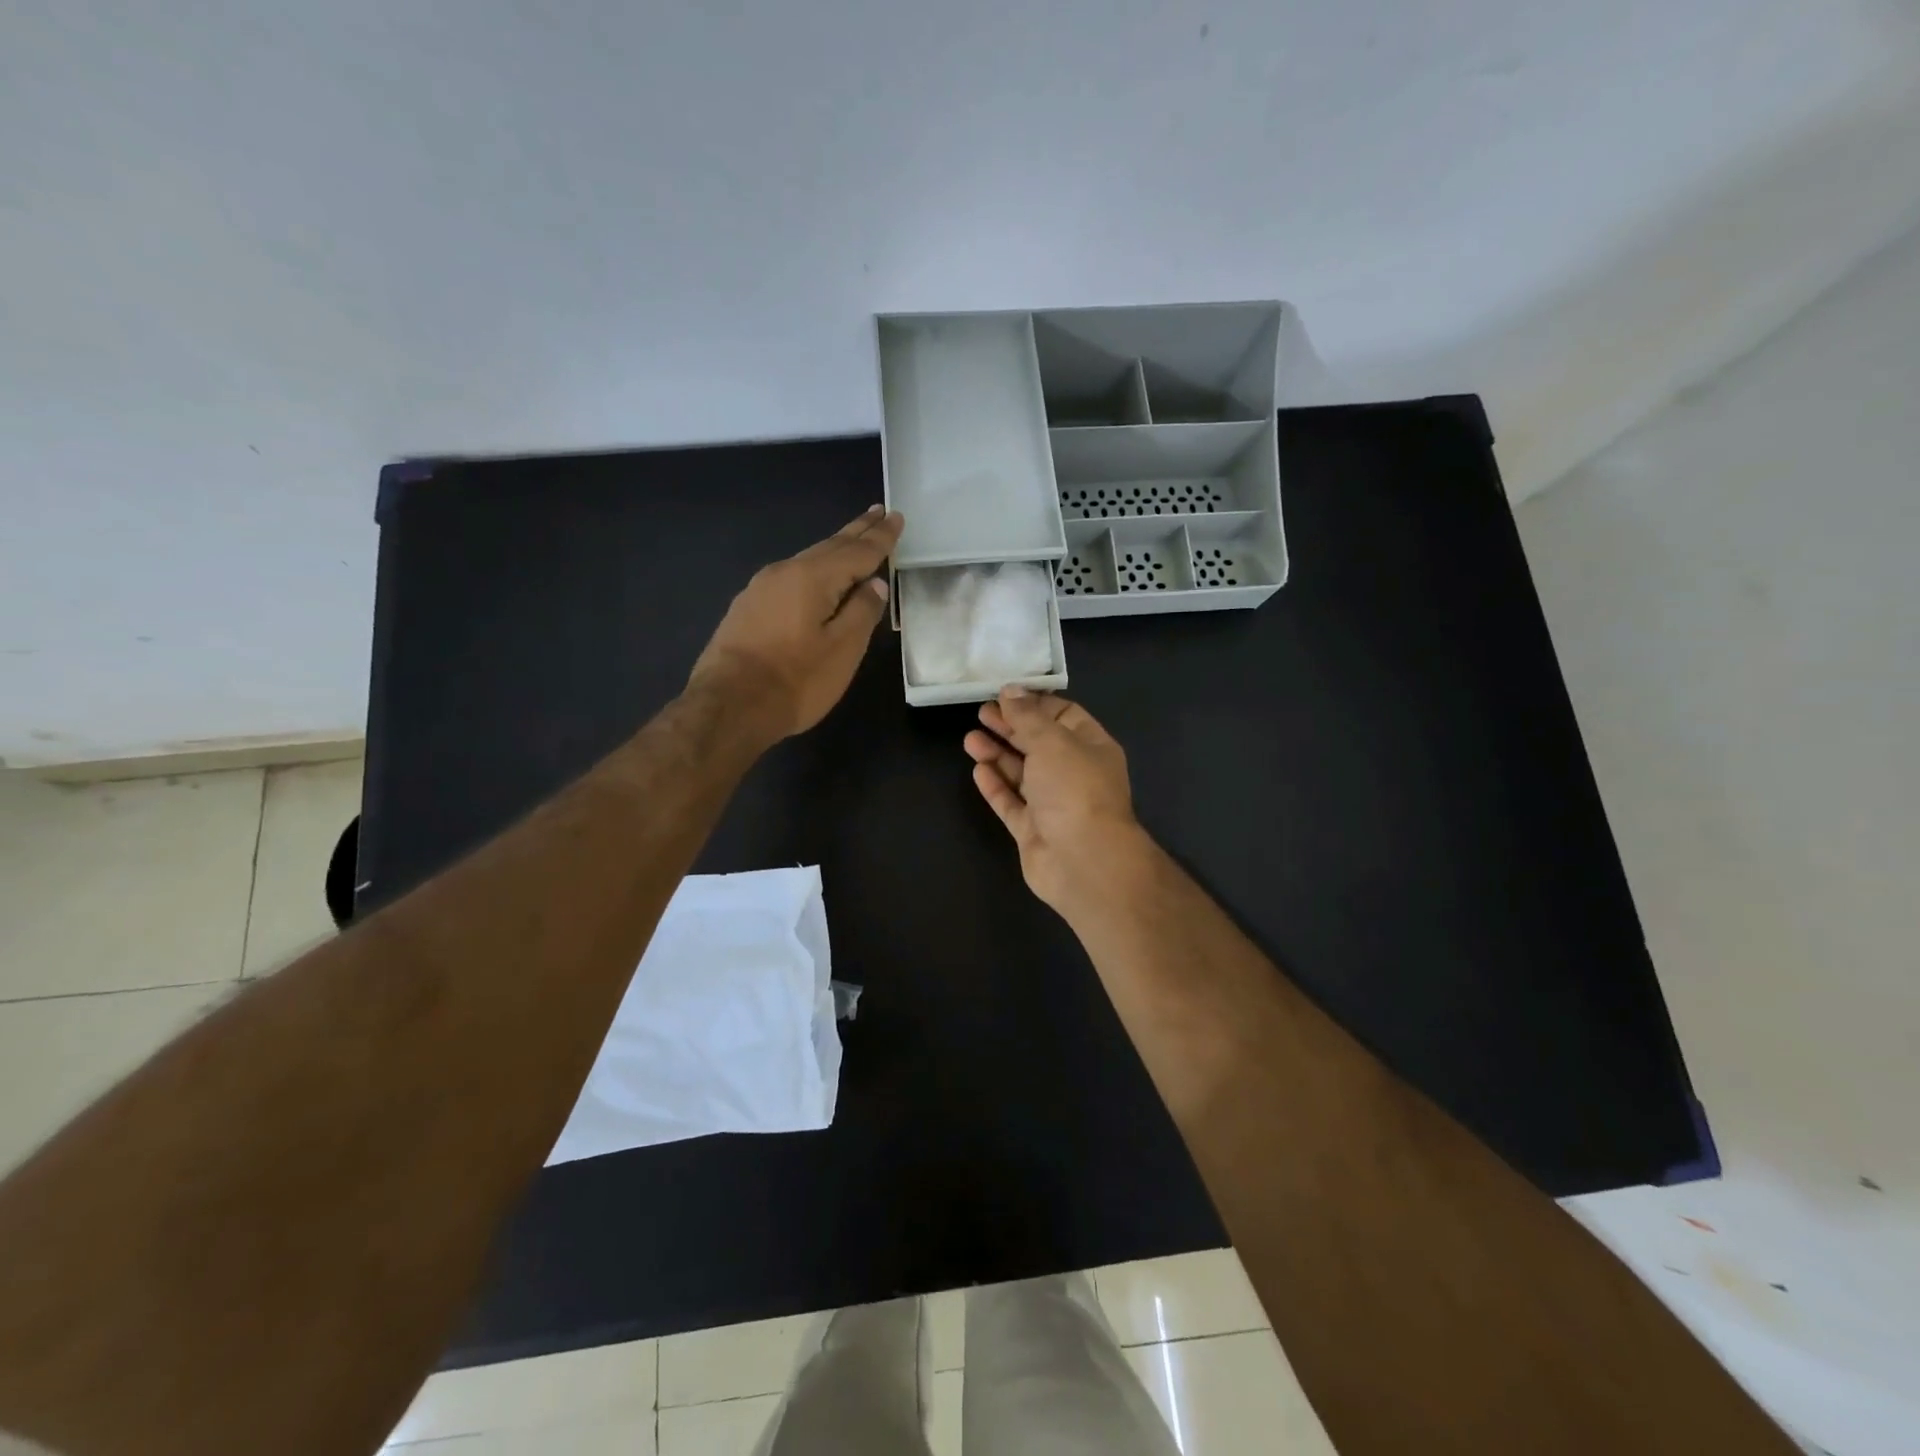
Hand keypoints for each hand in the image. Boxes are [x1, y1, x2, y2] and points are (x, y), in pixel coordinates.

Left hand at [690, 506, 902, 741]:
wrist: (729, 706)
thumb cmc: (795, 680)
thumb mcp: (842, 649)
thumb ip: (862, 611)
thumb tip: (874, 583)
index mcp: (812, 577)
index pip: (857, 551)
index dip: (880, 537)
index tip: (896, 518)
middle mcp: (784, 573)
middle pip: (829, 548)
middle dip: (856, 531)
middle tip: (878, 512)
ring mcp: (760, 590)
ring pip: (807, 562)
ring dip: (834, 550)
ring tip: (852, 541)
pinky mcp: (747, 610)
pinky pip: (790, 580)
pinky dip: (813, 572)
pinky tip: (816, 579)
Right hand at [963, 687, 1151, 915]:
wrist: (1084, 861)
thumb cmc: (1074, 789)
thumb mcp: (1052, 741)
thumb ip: (1027, 716)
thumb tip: (1011, 690)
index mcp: (1091, 747)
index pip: (1064, 715)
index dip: (1035, 703)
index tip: (1005, 693)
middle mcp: (1074, 773)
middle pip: (1039, 743)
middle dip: (1011, 727)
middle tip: (981, 712)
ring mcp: (1053, 804)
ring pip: (1022, 773)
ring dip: (997, 754)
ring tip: (970, 739)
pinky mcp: (1033, 830)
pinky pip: (1011, 803)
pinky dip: (996, 786)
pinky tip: (978, 770)